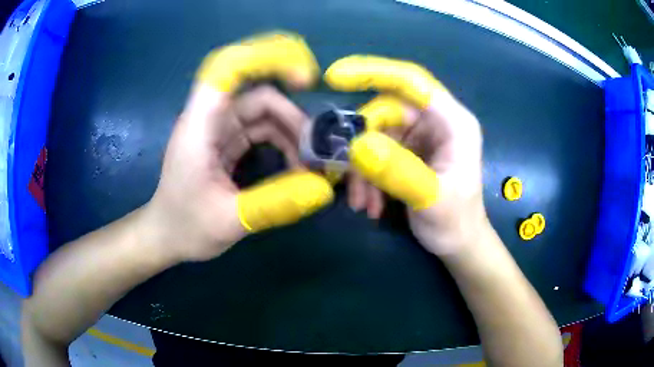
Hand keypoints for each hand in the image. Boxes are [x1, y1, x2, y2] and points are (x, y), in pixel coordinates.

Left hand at [141, 32, 333, 261]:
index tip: (304, 79)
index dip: (267, 59)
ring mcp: (220, 130)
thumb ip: (274, 204)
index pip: (229, 69)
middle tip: (318, 152)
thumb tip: (321, 190)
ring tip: (311, 167)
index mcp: (200, 126)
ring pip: (265, 115)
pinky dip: (283, 144)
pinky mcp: (227, 143)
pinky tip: (295, 168)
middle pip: (260, 96)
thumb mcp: (229, 221)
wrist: (166, 236)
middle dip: (293, 118)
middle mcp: (211, 119)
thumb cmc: (185, 227)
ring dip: (292, 135)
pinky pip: (262, 131)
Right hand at [325, 55, 487, 254]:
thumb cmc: (455, 222)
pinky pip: (376, 152)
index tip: (335, 78)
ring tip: (363, 204)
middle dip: (363, 145)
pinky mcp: (407, 152)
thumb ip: (398, 171)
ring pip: (376, 135)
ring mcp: (420, 136)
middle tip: (350, 179)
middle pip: (386, 112)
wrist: (457, 242)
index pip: (412, 82)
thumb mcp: (430, 199)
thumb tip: (357, 145)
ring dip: (362, 169)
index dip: (373, 73)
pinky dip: (367, 177)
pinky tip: (370, 204)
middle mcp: (436, 122)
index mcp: (453, 122)